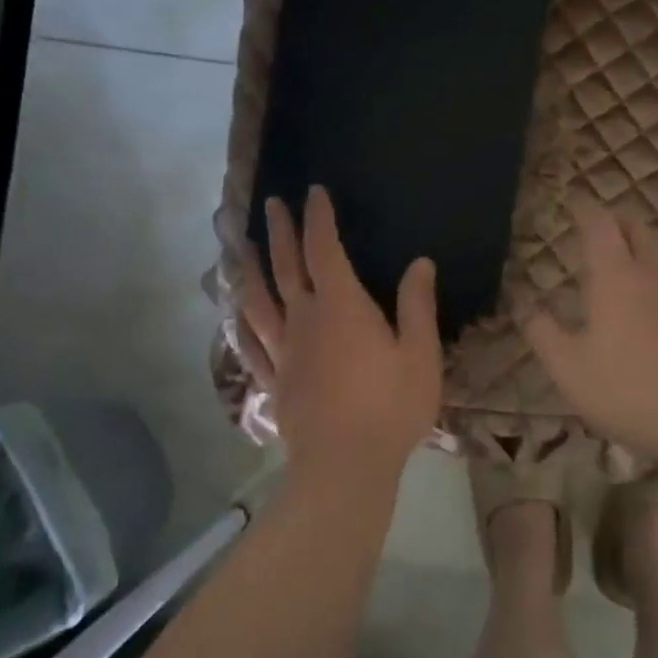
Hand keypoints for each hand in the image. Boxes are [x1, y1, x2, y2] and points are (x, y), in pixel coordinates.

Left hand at [238, 187, 441, 489]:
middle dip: (280, 232)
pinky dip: (244, 321)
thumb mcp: (420, 355)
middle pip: (287, 267)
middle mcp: (304, 320)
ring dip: (253, 269)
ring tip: (244, 247)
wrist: (344, 465)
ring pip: (260, 300)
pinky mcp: (274, 381)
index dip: (319, 218)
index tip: (314, 192)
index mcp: (341, 307)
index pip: (325, 249)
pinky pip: (253, 343)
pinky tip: (238, 311)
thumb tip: (419, 263)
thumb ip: (417, 305)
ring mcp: (284, 351)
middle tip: (271, 204)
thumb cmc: (390, 407)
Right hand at [523, 200, 657, 462]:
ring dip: (640, 248)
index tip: (573, 202)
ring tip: (620, 262)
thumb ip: (544, 334)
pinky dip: (656, 280)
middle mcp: (653, 275)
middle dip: (617, 220)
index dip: (585, 209)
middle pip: (638, 229)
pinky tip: (649, 307)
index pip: (600, 225)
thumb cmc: (629, 389)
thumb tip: (526, 307)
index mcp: (615, 277)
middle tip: (598, 225)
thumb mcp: (570, 369)